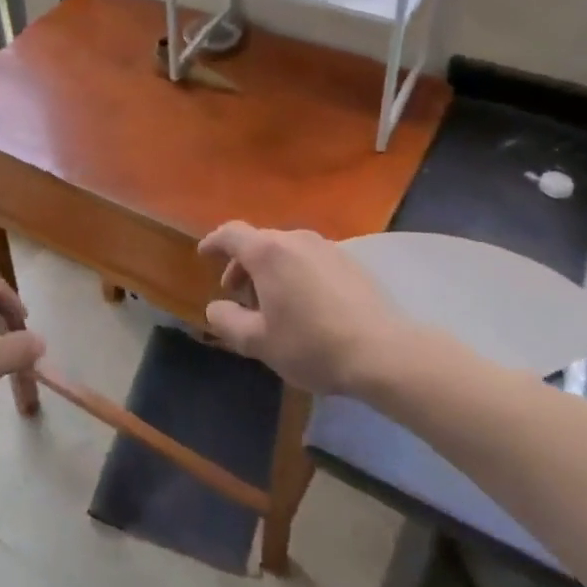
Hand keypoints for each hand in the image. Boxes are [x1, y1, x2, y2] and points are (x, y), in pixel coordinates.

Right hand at [198, 223, 418, 395]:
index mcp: (268, 252)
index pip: (230, 234)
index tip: (203, 255)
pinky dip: (296, 274)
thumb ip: (227, 320)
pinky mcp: (350, 262)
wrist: (383, 352)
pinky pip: (310, 260)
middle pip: (259, 242)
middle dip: (242, 266)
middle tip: (238, 296)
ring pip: (286, 251)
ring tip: (272, 304)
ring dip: (270, 271)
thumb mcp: (258, 342)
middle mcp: (296, 239)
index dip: (213, 242)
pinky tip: (305, 305)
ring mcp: (327, 247)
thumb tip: (216, 307)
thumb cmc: (312, 344)